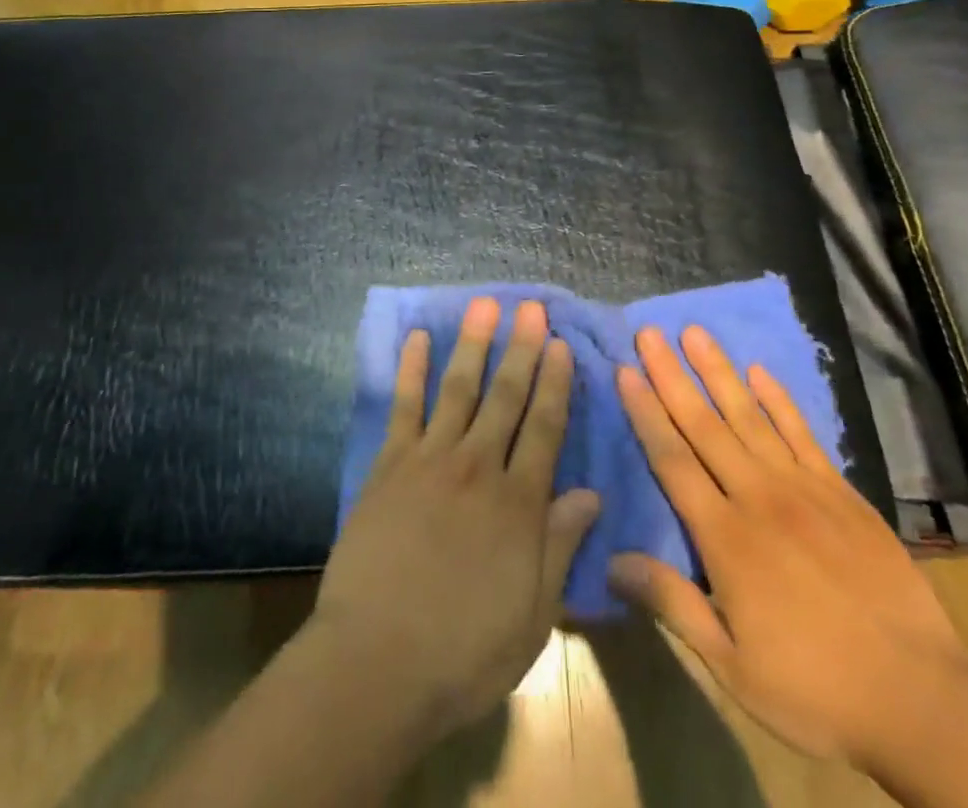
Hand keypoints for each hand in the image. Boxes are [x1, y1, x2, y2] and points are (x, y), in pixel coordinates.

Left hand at [314, 298, 600, 736]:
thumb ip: (558, 546)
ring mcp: (430, 459)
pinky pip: (403, 406)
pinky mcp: (390, 464)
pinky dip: (411, 369)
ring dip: (474, 344)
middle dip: (522, 349)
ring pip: (459, 388)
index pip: (545, 428)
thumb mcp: (531, 615)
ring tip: (485, 305)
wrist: (377, 663)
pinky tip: (416, 338)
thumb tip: (591, 494)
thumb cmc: (462, 652)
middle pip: (506, 396)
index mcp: (518, 504)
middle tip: (532, 308)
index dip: (556, 384)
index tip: (562, 345)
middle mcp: (479, 467)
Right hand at [611, 325, 967, 766]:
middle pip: (704, 425)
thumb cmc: (815, 689)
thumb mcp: (733, 666)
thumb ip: (673, 603)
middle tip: (648, 333)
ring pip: (750, 417)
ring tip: (695, 333)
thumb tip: (612, 561)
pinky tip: (759, 372)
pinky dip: (779, 400)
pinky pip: (802, 434)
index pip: (672, 460)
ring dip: (718, 372)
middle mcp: (758, 498)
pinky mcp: (841, 493)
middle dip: (671, 376)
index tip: (625, 371)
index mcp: (725, 537)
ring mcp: (803, 489)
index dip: (645, 413)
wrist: (922, 701)